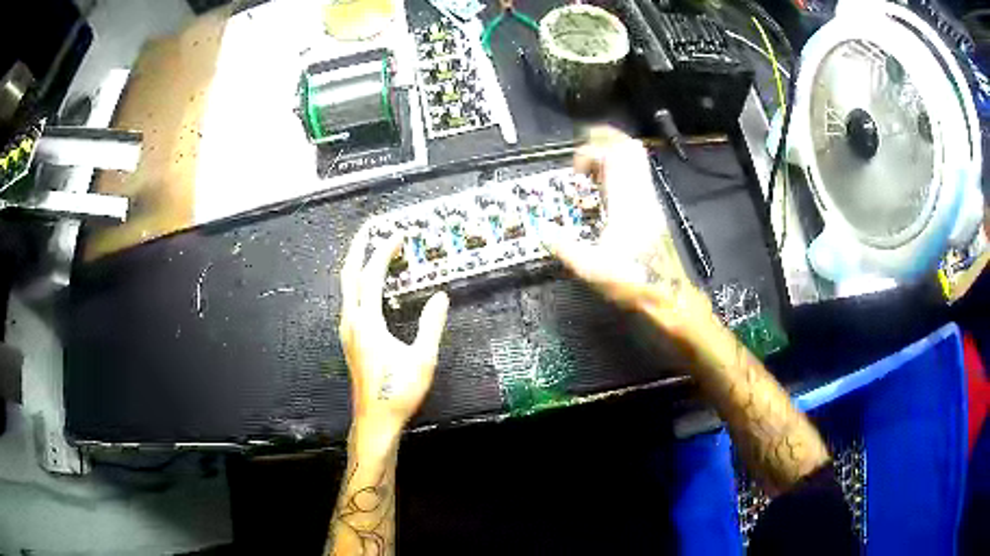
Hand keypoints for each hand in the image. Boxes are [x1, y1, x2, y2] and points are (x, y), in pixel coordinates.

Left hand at [338, 227, 449, 440]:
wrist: (376, 419)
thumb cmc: (399, 391)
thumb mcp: (422, 358)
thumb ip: (431, 324)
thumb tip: (441, 296)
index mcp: (367, 323)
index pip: (371, 275)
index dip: (383, 251)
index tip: (397, 234)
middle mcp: (351, 321)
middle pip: (348, 274)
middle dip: (357, 247)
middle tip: (370, 228)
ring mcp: (347, 330)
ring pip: (346, 287)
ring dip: (357, 263)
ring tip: (371, 249)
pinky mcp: (349, 339)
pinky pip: (350, 300)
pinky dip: (358, 282)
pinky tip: (370, 284)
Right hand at [544, 127, 714, 343]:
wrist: (668, 295)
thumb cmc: (633, 281)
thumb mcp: (591, 268)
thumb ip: (564, 247)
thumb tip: (541, 229)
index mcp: (627, 201)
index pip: (615, 155)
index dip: (590, 151)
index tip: (575, 170)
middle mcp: (641, 193)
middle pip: (629, 148)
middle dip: (603, 142)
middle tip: (582, 155)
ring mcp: (650, 199)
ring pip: (636, 160)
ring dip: (611, 156)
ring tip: (590, 170)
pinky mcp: (652, 209)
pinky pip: (636, 175)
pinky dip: (618, 172)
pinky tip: (603, 190)